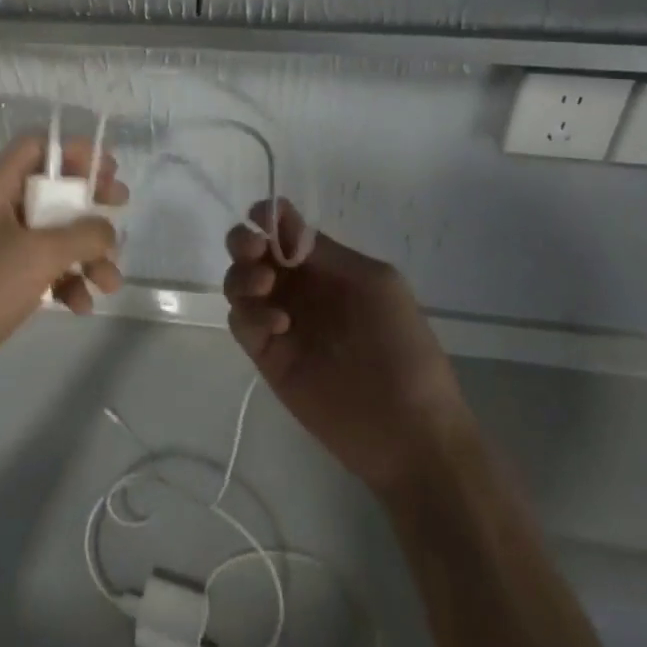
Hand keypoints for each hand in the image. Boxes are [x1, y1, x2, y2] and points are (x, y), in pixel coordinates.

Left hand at [0, 133, 127, 411]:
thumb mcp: (39, 254)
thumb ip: (82, 234)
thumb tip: (106, 229)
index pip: (37, 145)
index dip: (75, 152)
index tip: (109, 171)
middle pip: (50, 189)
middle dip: (88, 204)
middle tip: (121, 210)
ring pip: (50, 234)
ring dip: (84, 253)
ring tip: (109, 283)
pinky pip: (38, 267)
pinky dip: (64, 280)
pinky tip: (81, 306)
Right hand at [224, 200, 466, 497]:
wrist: (408, 430)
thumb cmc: (403, 348)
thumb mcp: (377, 284)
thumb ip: (327, 254)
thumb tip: (283, 226)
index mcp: (327, 269)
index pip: (287, 233)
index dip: (269, 218)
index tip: (261, 215)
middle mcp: (299, 290)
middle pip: (253, 253)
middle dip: (244, 241)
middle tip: (254, 249)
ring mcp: (280, 323)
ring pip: (239, 284)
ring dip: (242, 274)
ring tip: (265, 285)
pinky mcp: (267, 357)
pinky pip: (241, 324)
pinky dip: (249, 315)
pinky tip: (279, 325)